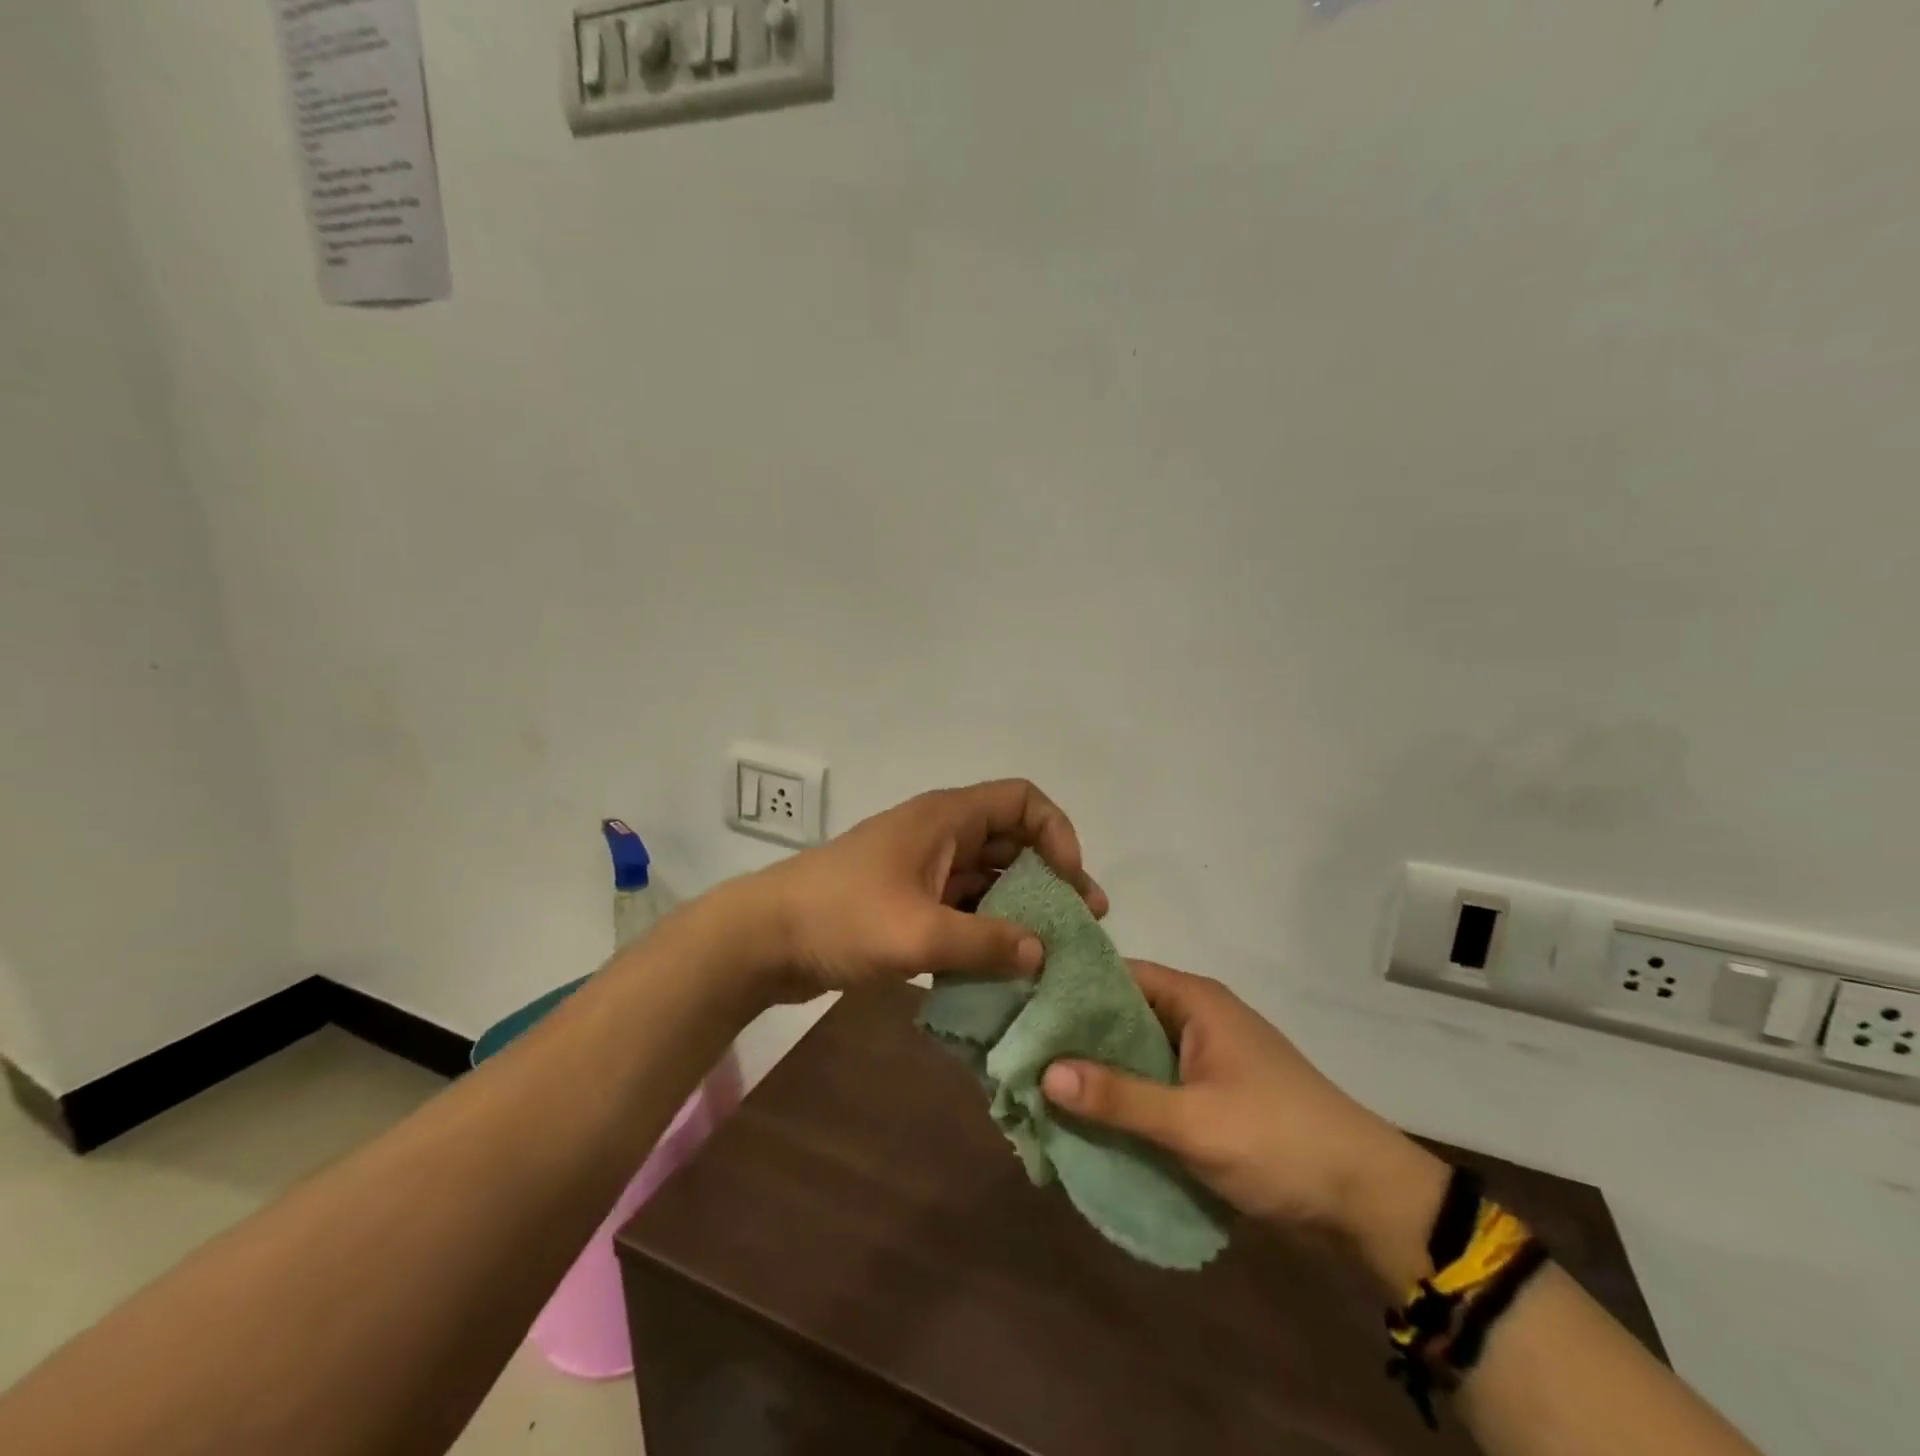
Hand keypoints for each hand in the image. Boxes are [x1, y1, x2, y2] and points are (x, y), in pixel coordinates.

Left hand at [739, 779, 1106, 1004]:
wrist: (763, 939)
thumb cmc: (841, 918)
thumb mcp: (918, 932)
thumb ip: (986, 942)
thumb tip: (1042, 953)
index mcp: (945, 818)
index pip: (1022, 800)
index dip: (1057, 832)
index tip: (1070, 881)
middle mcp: (940, 835)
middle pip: (1012, 841)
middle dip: (1050, 877)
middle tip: (1081, 925)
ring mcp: (923, 870)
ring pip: (988, 878)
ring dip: (1021, 908)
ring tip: (1052, 953)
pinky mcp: (907, 903)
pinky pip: (963, 908)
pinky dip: (987, 930)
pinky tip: (1005, 967)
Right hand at [1041, 961, 1447, 1286]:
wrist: (1366, 1199)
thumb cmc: (1278, 1140)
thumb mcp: (1194, 1121)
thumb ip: (1120, 1097)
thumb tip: (1045, 1072)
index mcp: (1195, 1000)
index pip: (1118, 975)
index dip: (1070, 987)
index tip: (1021, 1005)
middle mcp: (1197, 1017)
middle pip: (1123, 1013)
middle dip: (1077, 1035)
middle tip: (1020, 1050)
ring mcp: (1206, 1056)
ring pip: (1137, 1051)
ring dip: (1099, 1069)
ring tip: (1040, 1084)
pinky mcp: (1212, 1092)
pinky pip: (1156, 1082)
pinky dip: (1125, 1094)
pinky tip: (1088, 1115)